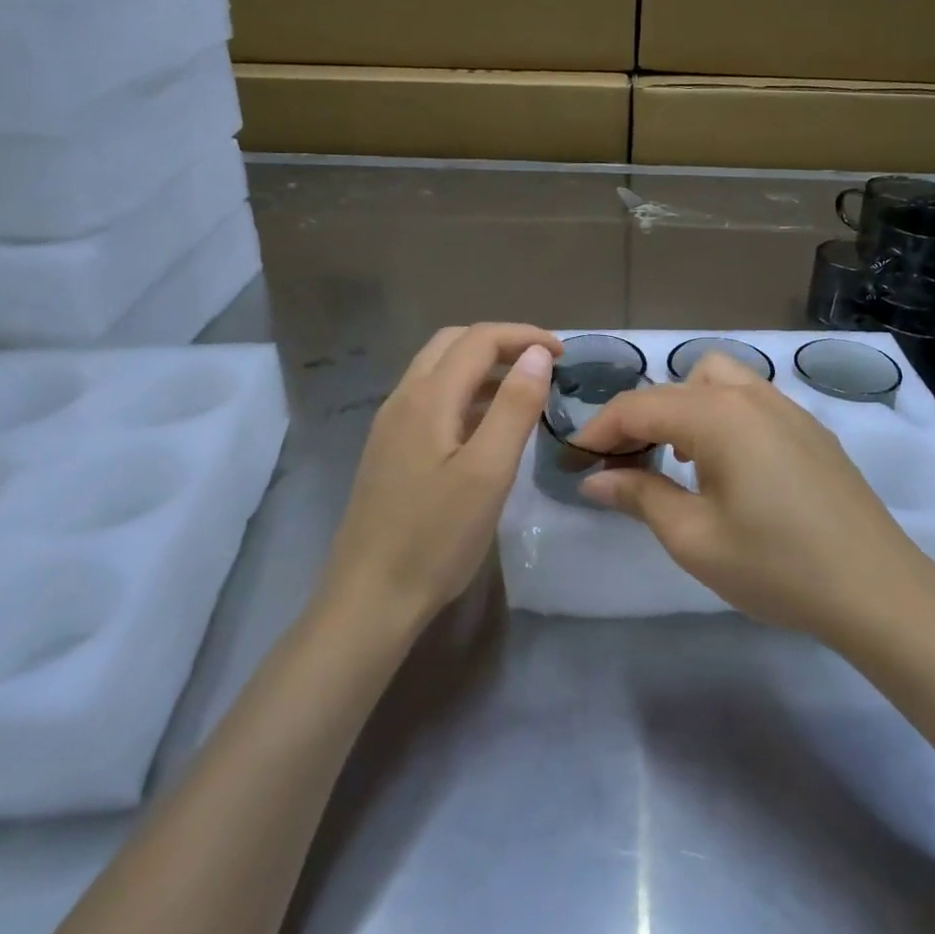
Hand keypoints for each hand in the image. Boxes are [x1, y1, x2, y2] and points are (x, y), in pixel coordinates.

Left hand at [321, 324, 560, 637]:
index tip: (564, 354)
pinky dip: (464, 392)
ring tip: (522, 390)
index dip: (524, 336)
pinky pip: (430, 398)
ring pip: (438, 370)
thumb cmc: (436, 538)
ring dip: (481, 366)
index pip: (479, 339)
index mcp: (428, 397)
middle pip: (453, 344)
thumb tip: (538, 354)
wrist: (370, 597)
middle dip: (501, 343)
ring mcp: (391, 424)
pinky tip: (485, 425)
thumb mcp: (489, 472)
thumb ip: (514, 407)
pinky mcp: (389, 449)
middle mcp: (403, 399)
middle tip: (542, 365)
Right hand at [573, 354, 926, 641]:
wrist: (877, 590)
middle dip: (643, 415)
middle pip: (679, 383)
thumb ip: (639, 496)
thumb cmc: (776, 566)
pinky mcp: (810, 430)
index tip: (574, 456)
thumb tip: (595, 478)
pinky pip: (751, 400)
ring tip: (676, 459)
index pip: (641, 405)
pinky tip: (726, 467)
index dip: (600, 428)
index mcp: (718, 415)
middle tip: (626, 461)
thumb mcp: (694, 538)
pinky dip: (720, 415)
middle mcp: (752, 396)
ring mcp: (787, 409)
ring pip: (719, 382)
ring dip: (684, 408)